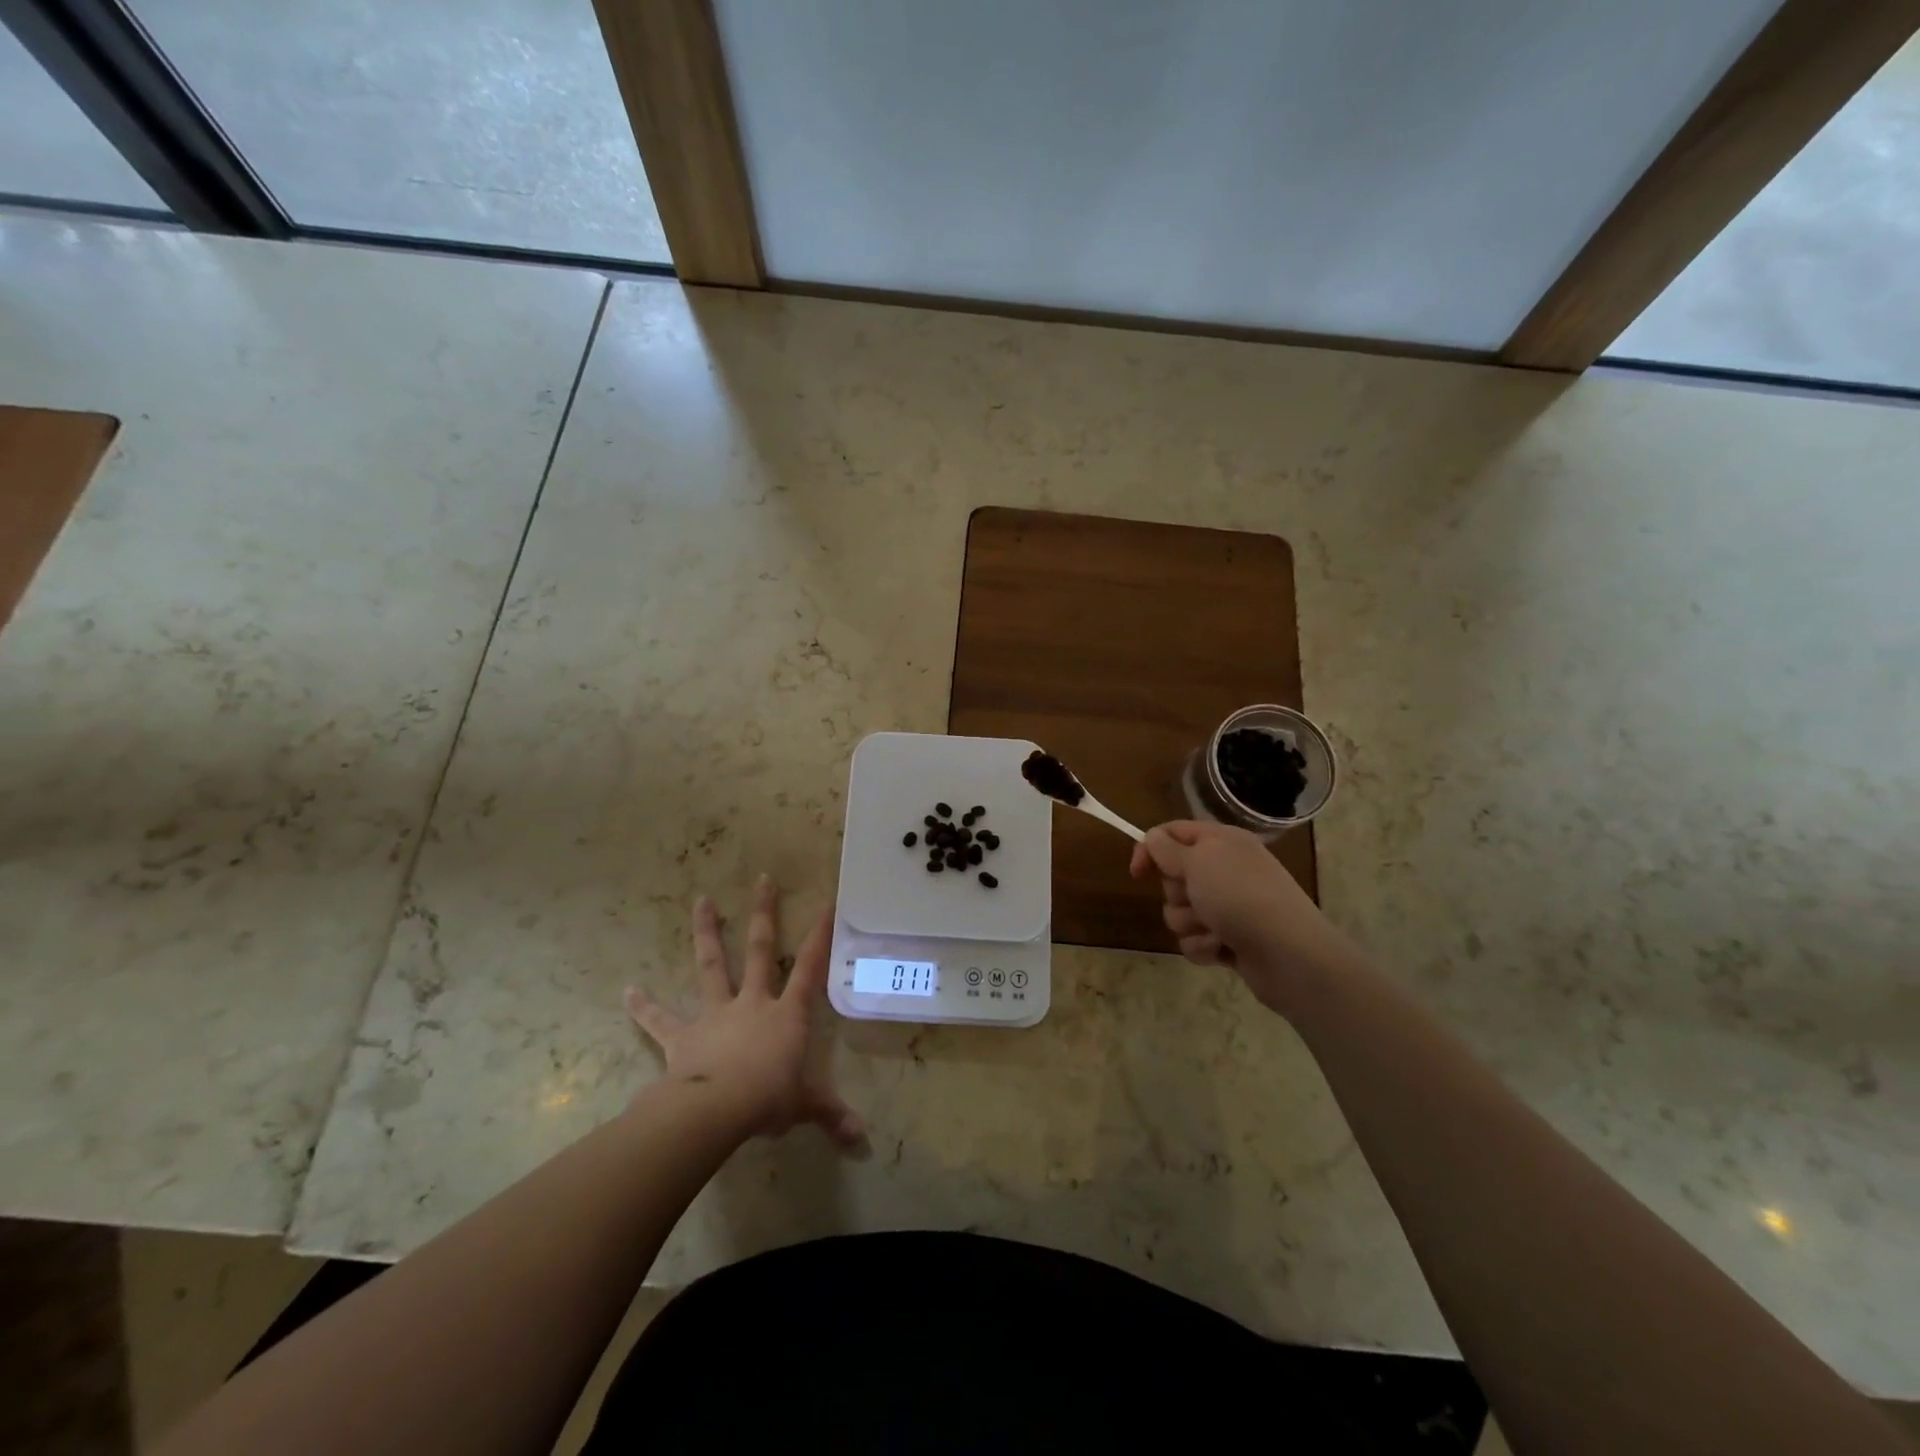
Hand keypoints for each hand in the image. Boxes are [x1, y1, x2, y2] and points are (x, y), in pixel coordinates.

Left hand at [625, 876, 864, 1147]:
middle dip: (763, 913)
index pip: (810, 968)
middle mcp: (752, 1002)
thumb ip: (832, 1115)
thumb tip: (862, 1138)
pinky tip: (627, 991)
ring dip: (706, 933)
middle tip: (762, 879)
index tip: (825, 903)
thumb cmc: (768, 1098)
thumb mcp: (806, 1106)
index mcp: (786, 1014)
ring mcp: (715, 1014)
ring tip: (701, 900)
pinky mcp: (682, 1036)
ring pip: (711, 966)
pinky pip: (660, 1019)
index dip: (819, 936)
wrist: (716, 1109)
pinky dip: (644, 1006)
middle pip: (759, 950)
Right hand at [1129, 820, 1351, 1015]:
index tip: (1137, 873)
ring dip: (1190, 923)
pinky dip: (1204, 945)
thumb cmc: (1240, 897)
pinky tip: (1223, 949)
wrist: (1288, 954)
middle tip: (1196, 898)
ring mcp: (1228, 906)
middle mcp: (1225, 870)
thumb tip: (1152, 838)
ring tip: (1215, 929)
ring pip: (1181, 912)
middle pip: (1174, 876)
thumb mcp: (1198, 861)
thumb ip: (1168, 849)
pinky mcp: (1229, 939)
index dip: (1150, 849)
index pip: (1173, 832)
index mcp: (1222, 842)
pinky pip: (1194, 940)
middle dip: (1177, 893)